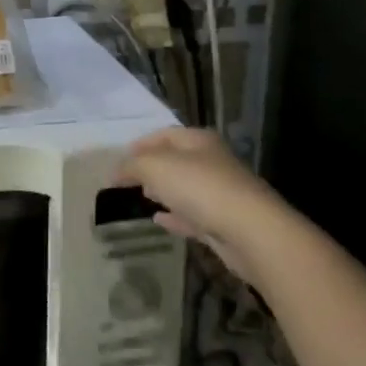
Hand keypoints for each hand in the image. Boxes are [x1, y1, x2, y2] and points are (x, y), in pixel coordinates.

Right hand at [112, 127, 294, 283]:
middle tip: (130, 178)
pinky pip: (193, 216)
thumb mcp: (155, 168)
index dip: (142, 143)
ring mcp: (221, 194)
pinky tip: (159, 221)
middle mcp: (213, 163)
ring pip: (186, 188)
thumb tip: (115, 172)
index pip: (165, 134)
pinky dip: (175, 217)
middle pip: (178, 160)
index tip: (121, 157)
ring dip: (165, 191)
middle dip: (153, 167)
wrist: (250, 231)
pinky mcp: (225, 223)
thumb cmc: (200, 187)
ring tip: (143, 196)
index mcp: (199, 141)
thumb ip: (132, 166)